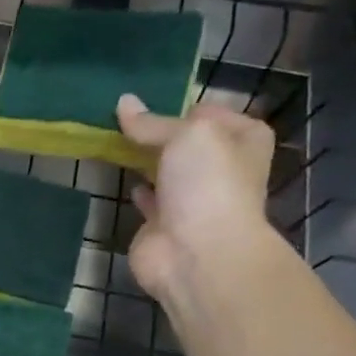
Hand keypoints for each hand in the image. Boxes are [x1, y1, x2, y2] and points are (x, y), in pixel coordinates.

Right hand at [116, 94, 275, 302]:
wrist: (198, 254)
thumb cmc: (207, 184)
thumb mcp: (187, 135)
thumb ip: (153, 122)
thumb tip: (124, 102)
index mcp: (242, 140)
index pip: (209, 112)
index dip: (179, 106)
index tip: (146, 102)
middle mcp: (221, 167)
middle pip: (186, 142)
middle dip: (158, 133)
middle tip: (122, 119)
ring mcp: (192, 199)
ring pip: (166, 170)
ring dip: (145, 160)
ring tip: (113, 141)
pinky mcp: (164, 224)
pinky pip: (148, 199)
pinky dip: (137, 189)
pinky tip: (121, 176)